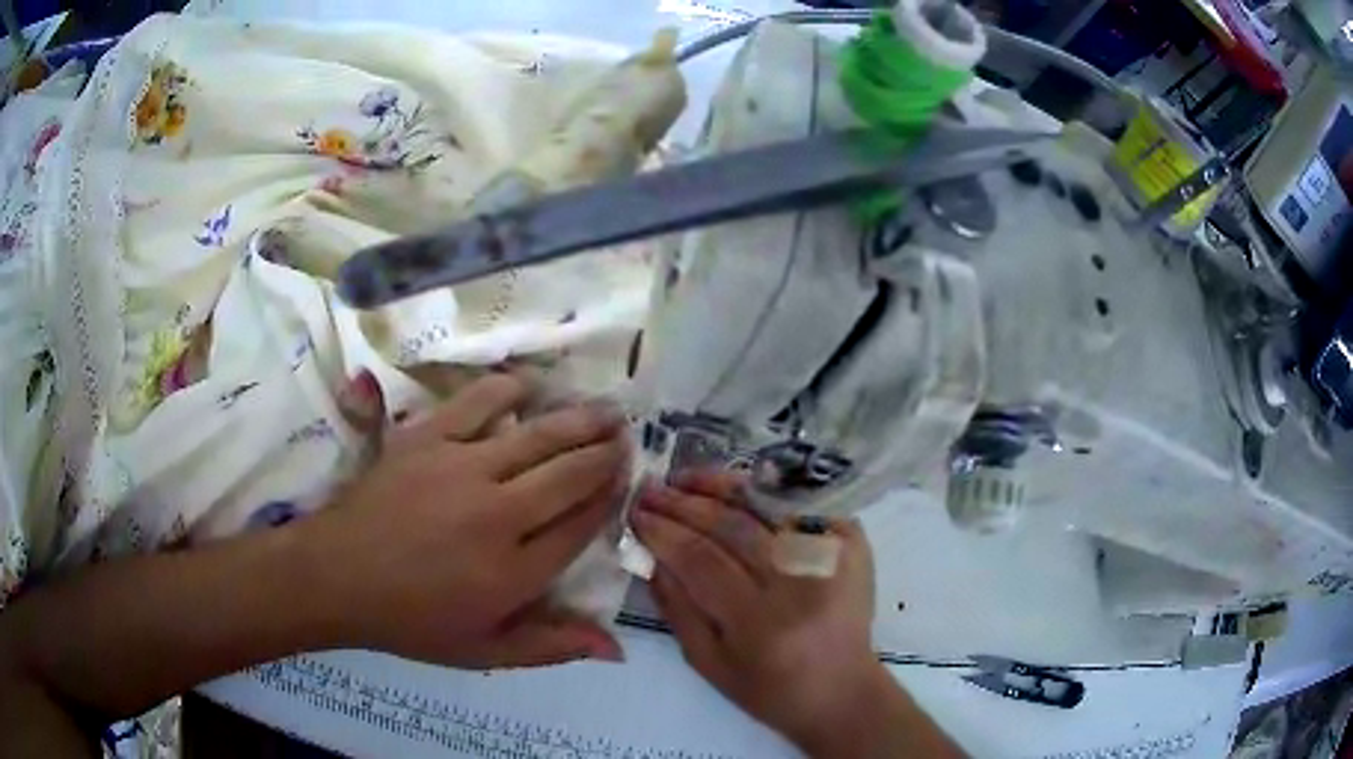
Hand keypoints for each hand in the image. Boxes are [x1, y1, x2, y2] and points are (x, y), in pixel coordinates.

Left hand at [311, 372, 629, 668]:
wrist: (336, 576)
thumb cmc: (411, 621)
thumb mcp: (484, 652)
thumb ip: (551, 647)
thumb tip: (617, 649)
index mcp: (514, 572)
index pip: (581, 526)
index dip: (609, 499)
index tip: (627, 482)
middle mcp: (498, 515)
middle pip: (570, 474)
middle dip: (606, 454)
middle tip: (626, 438)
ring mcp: (461, 470)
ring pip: (538, 435)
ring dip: (579, 420)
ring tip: (607, 410)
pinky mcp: (427, 439)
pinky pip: (480, 402)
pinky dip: (512, 389)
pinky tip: (532, 386)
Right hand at [631, 471, 889, 752]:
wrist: (842, 691)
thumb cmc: (769, 689)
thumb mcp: (709, 663)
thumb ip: (677, 609)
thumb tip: (651, 556)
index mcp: (759, 623)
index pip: (700, 560)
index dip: (663, 532)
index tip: (635, 513)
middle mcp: (798, 584)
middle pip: (733, 527)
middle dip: (684, 504)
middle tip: (651, 489)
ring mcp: (831, 559)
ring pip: (768, 507)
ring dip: (722, 487)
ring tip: (686, 478)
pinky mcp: (853, 545)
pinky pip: (803, 506)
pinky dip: (768, 493)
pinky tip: (737, 489)